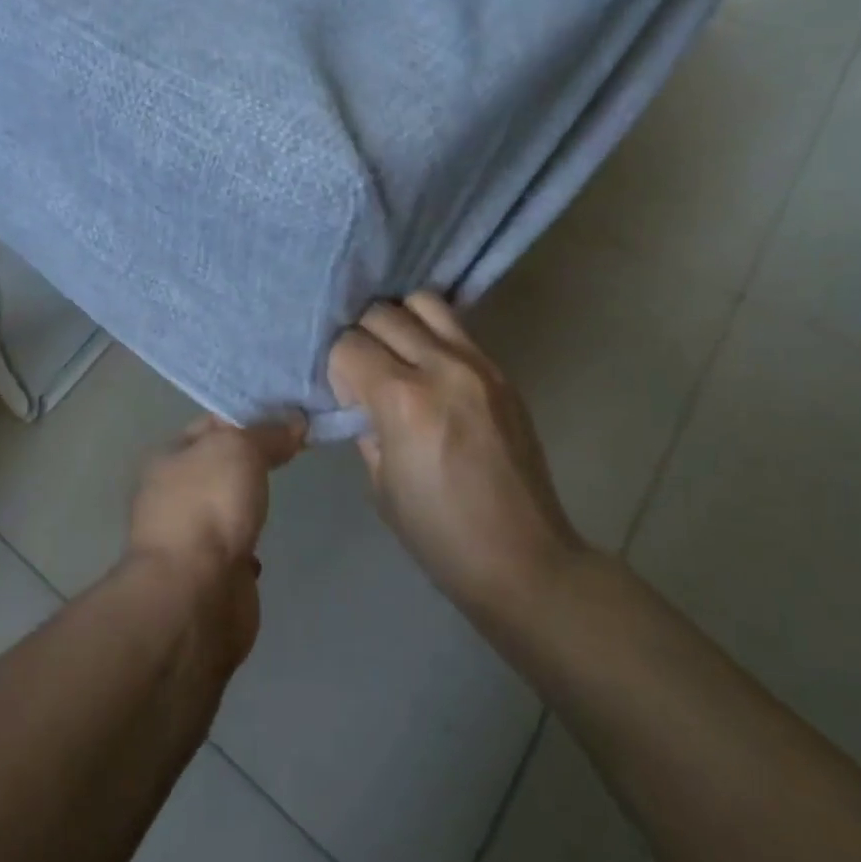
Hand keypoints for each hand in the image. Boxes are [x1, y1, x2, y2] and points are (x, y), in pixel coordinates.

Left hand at [126, 413, 305, 659]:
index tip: (289, 412)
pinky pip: (233, 547)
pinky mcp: (209, 574)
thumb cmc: (209, 507)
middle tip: (297, 446)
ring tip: (284, 488)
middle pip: (219, 464)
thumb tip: (295, 422)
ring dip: (248, 501)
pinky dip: (249, 543)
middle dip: (252, 457)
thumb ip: (267, 433)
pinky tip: (267, 542)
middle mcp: (173, 493)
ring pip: (225, 506)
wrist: (195, 595)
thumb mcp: (240, 449)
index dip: (248, 414)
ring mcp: (189, 536)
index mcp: (170, 457)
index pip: (211, 423)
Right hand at [328, 292, 582, 622]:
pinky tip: (427, 366)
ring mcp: (478, 364)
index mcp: (403, 400)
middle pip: (381, 313)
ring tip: (397, 354)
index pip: (348, 345)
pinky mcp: (501, 372)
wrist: (523, 559)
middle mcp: (440, 367)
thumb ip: (366, 426)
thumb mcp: (381, 483)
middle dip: (361, 336)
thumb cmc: (439, 533)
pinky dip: (431, 333)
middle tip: (364, 372)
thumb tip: (360, 398)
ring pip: (423, 302)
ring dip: (400, 321)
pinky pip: (456, 328)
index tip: (344, 395)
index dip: (337, 367)